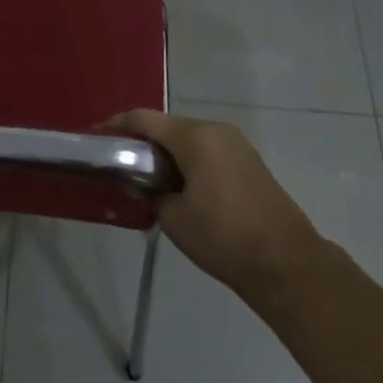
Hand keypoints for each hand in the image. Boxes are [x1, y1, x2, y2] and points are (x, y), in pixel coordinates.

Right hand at [100, 110, 322, 303]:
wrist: (286, 264)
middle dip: (142, 140)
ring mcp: (237, 145)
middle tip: (119, 160)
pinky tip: (177, 184)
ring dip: (166, 152)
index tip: (95, 135)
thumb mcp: (174, 217)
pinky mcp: (249, 162)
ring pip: (189, 138)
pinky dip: (188, 160)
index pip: (144, 119)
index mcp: (195, 137)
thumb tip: (143, 183)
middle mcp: (216, 130)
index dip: (116, 125)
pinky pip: (208, 151)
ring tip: (145, 175)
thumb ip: (150, 192)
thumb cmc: (223, 236)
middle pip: (168, 126)